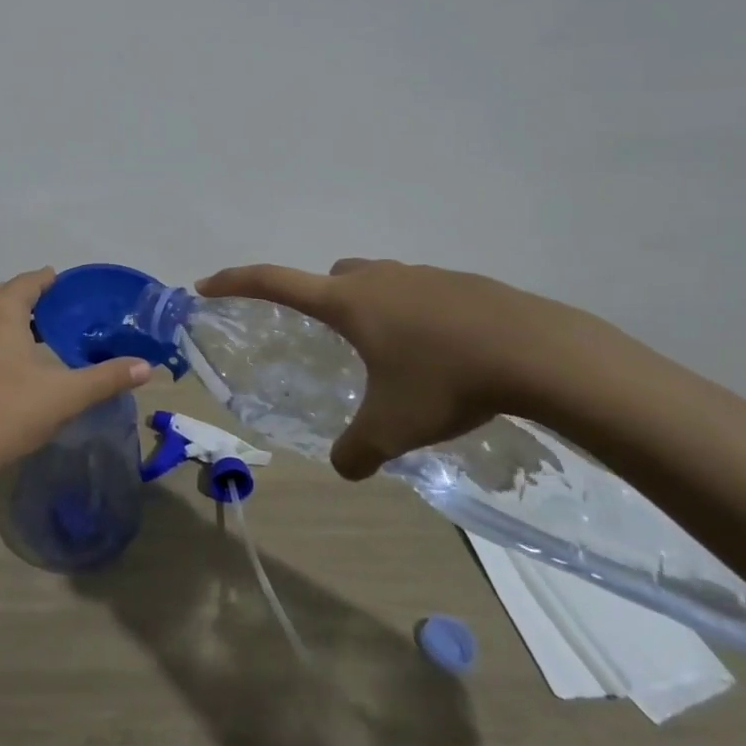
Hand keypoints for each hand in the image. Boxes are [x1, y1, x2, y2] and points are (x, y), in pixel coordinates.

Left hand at [0, 268, 153, 477]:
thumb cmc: (9, 412)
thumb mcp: (65, 395)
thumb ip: (106, 378)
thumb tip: (146, 367)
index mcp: (2, 311)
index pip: (30, 281)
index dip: (52, 280)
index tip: (74, 288)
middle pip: (7, 293)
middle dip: (33, 296)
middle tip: (64, 310)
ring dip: (14, 316)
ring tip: (43, 332)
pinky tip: (16, 359)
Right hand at [197, 258, 591, 478]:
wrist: (539, 352)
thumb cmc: (446, 381)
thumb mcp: (393, 426)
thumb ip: (357, 450)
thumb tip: (344, 469)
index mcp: (348, 302)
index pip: (274, 282)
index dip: (235, 282)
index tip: (206, 284)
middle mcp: (379, 279)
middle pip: (332, 278)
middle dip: (321, 301)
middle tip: (334, 342)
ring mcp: (423, 276)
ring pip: (379, 283)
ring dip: (374, 310)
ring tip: (396, 357)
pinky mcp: (463, 284)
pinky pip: (422, 294)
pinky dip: (417, 316)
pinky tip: (444, 354)